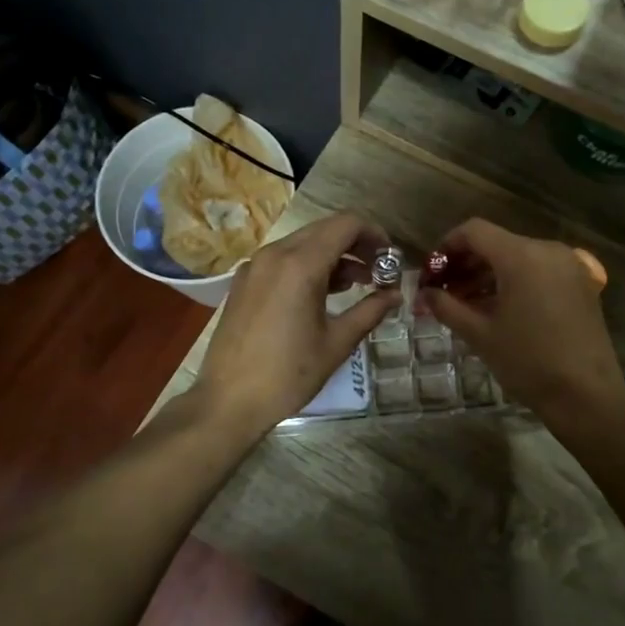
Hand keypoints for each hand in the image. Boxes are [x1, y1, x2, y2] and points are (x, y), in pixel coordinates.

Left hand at [192, 212, 397, 438]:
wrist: (228, 400)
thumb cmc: (288, 374)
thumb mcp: (337, 343)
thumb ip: (370, 311)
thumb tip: (396, 295)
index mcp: (300, 264)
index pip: (346, 224)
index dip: (374, 234)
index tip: (390, 259)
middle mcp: (274, 254)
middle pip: (324, 229)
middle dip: (355, 245)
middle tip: (377, 272)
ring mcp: (254, 266)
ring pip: (302, 243)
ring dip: (332, 256)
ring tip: (355, 286)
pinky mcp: (243, 281)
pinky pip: (282, 260)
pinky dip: (308, 266)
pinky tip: (320, 295)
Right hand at [417, 219, 624, 421]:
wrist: (586, 395)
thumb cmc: (528, 362)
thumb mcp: (480, 334)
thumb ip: (447, 307)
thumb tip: (424, 294)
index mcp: (521, 256)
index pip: (474, 231)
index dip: (446, 246)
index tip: (431, 272)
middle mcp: (547, 250)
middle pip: (496, 243)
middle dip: (465, 264)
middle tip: (443, 292)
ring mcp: (568, 266)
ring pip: (517, 257)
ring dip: (488, 275)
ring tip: (466, 304)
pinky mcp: (580, 283)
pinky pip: (538, 271)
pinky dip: (513, 282)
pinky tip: (498, 309)